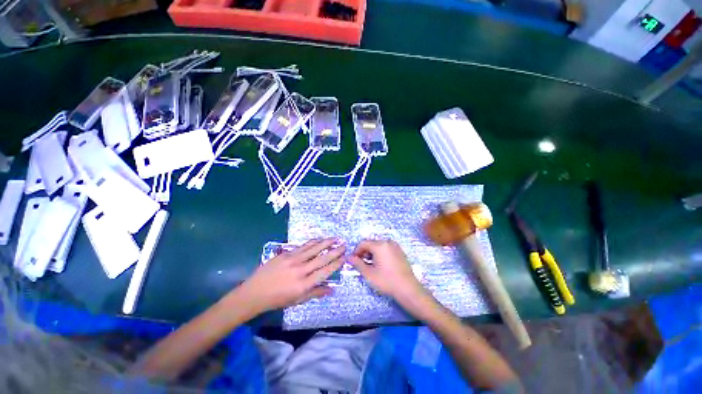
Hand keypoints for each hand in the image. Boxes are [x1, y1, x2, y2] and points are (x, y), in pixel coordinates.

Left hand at [239, 238, 344, 312]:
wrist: (255, 292)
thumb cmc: (277, 299)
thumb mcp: (298, 300)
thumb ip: (316, 293)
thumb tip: (333, 289)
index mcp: (304, 285)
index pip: (325, 271)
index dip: (336, 263)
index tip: (345, 257)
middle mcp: (300, 270)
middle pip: (322, 258)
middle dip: (335, 251)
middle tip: (344, 245)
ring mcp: (293, 260)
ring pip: (313, 249)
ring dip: (326, 242)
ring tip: (335, 238)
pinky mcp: (286, 253)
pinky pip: (303, 246)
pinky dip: (313, 242)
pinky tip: (319, 239)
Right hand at [348, 240, 424, 300]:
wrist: (408, 289)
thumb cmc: (387, 281)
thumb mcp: (369, 274)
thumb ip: (358, 264)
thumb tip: (349, 258)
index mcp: (379, 245)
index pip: (363, 243)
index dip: (356, 251)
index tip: (354, 261)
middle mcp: (387, 242)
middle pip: (371, 243)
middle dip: (364, 252)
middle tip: (362, 264)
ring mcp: (395, 246)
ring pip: (378, 246)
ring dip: (372, 253)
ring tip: (371, 266)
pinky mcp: (400, 251)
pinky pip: (386, 249)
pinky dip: (380, 254)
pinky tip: (381, 265)